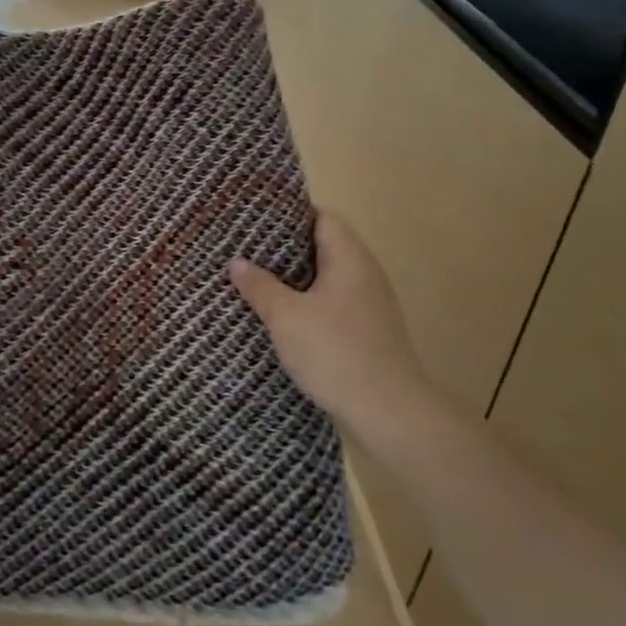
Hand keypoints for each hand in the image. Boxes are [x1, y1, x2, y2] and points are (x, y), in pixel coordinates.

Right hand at [229, 211, 431, 437]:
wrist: (388, 411)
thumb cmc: (334, 352)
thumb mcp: (286, 317)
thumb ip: (260, 286)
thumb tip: (237, 262)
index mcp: (350, 260)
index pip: (324, 218)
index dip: (291, 214)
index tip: (257, 219)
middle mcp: (366, 274)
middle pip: (326, 245)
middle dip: (287, 246)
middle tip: (248, 248)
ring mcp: (371, 304)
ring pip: (329, 276)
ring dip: (297, 276)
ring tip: (259, 278)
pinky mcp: (368, 330)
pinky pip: (334, 301)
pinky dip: (309, 300)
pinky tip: (284, 314)